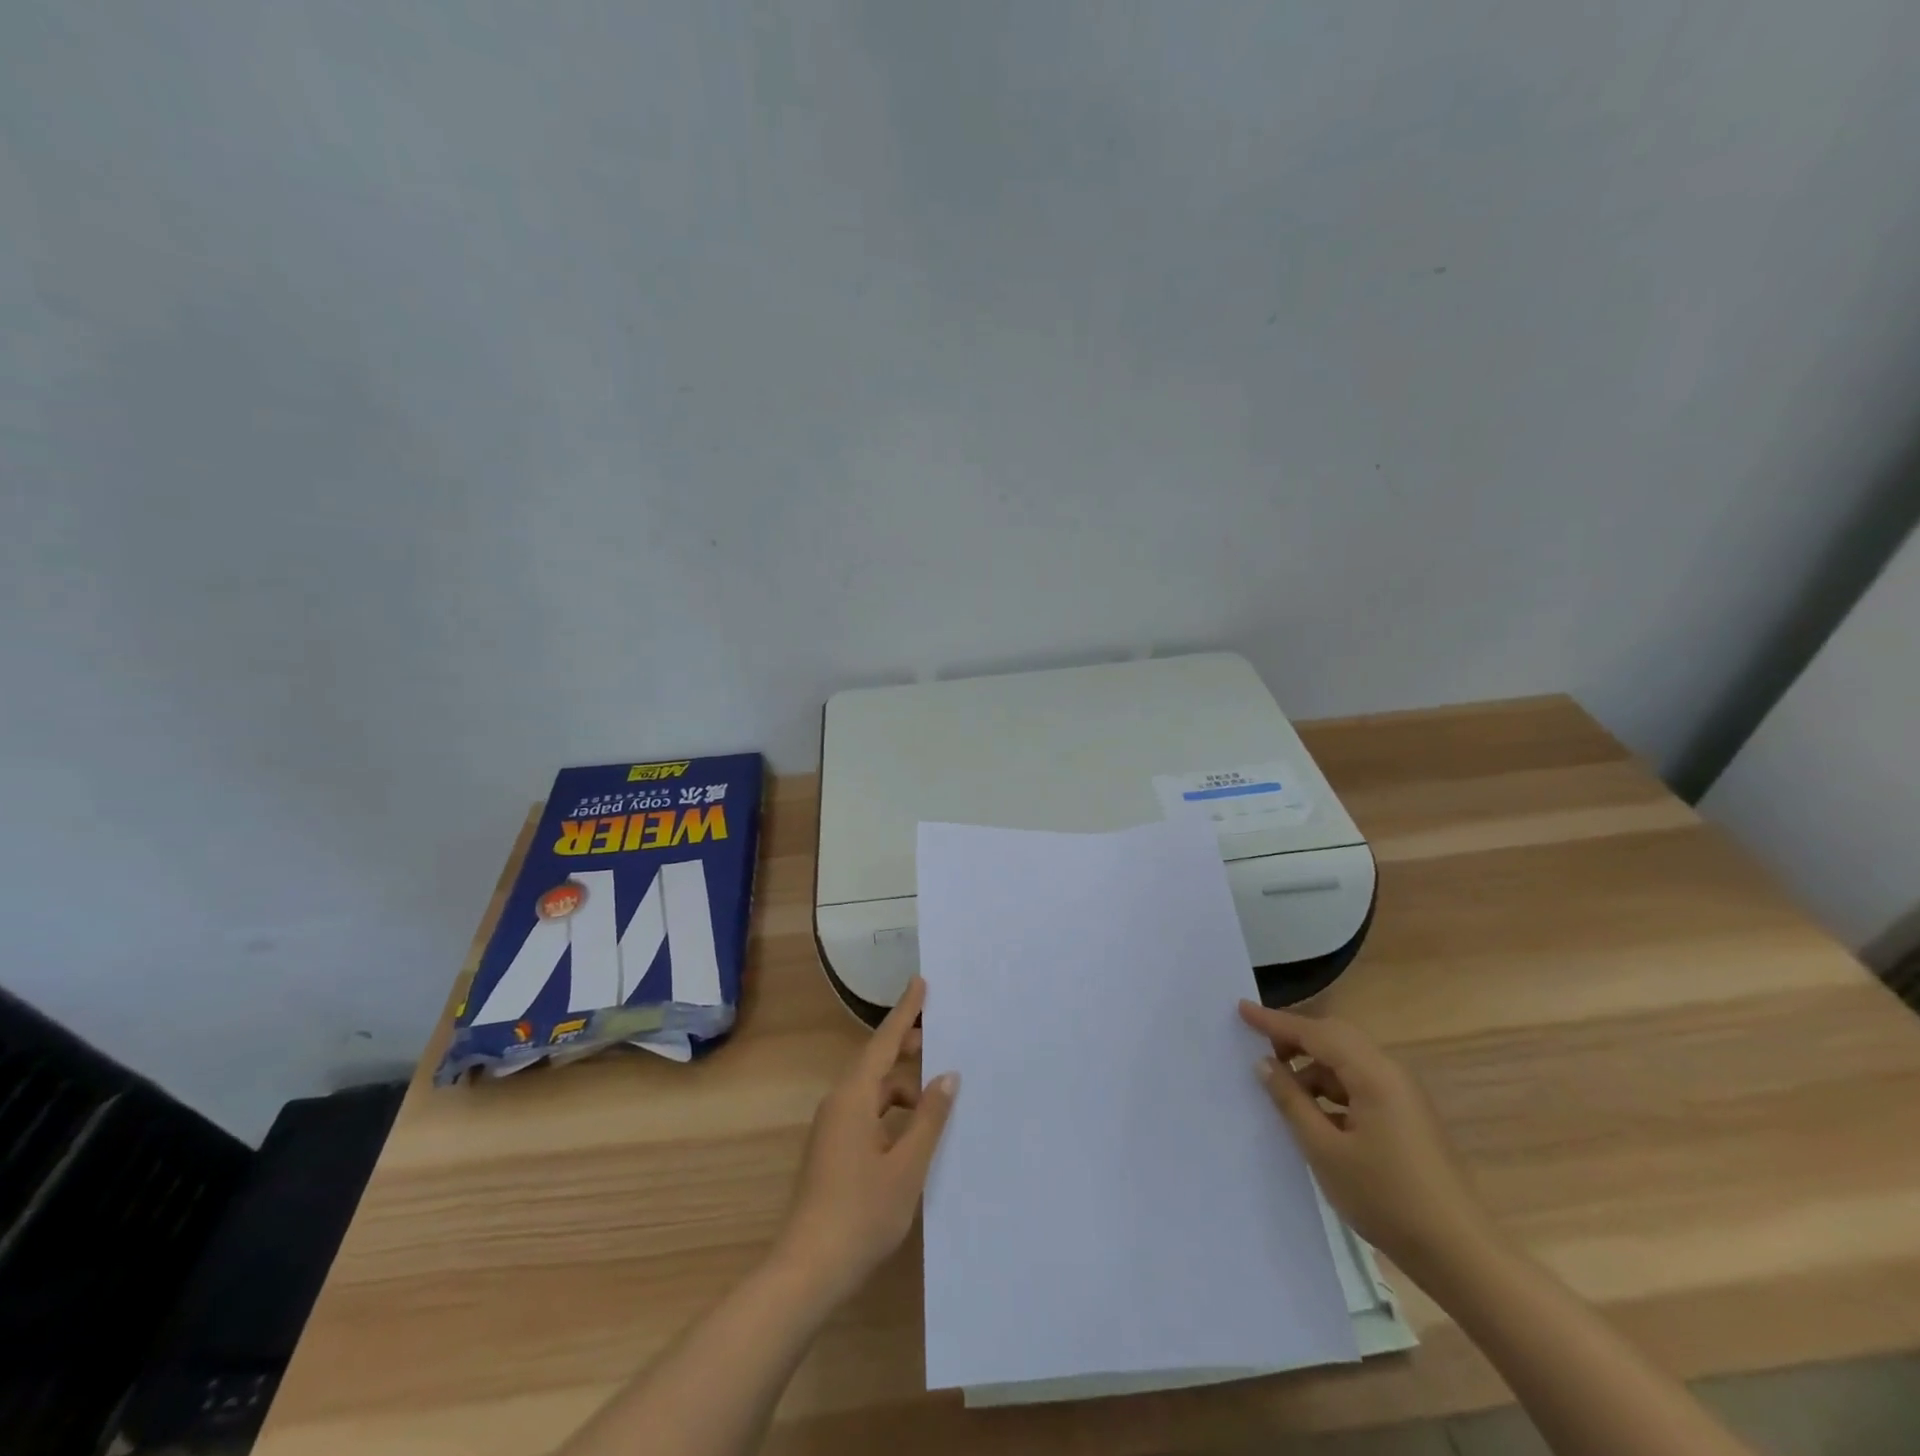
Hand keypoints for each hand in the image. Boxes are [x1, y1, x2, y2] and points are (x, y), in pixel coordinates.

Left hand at [774, 978, 958, 1303]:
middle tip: (941, 1038)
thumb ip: (929, 1118)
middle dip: (907, 1048)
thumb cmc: (861, 1214)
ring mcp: (832, 1129)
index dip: (905, 1012)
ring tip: (937, 1097)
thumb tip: (947, 1076)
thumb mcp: (907, 1166)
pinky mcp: (832, 1151)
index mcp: (854, 1098)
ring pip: (873, 1091)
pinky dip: (892, 1112)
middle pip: (877, 1062)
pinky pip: (867, 1113)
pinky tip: (914, 1132)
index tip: (921, 982)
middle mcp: (839, 1104)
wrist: (807, 1270)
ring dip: (903, 1087)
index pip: (885, 1042)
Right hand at [1238, 1000, 1494, 1278]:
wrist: (1462, 1256)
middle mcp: (1391, 1074)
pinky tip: (1314, 1114)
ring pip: (1348, 1062)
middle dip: (1295, 1039)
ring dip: (1313, 1067)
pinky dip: (1331, 1088)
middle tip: (1258, 1048)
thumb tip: (1265, 1064)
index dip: (1274, 1022)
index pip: (1315, 1032)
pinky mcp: (1407, 1117)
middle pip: (1335, 1038)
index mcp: (1373, 1075)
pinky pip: (1360, 1084)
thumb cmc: (1387, 1199)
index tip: (1241, 1009)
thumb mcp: (1326, 1151)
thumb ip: (1292, 1102)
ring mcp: (1403, 1096)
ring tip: (1281, 1089)